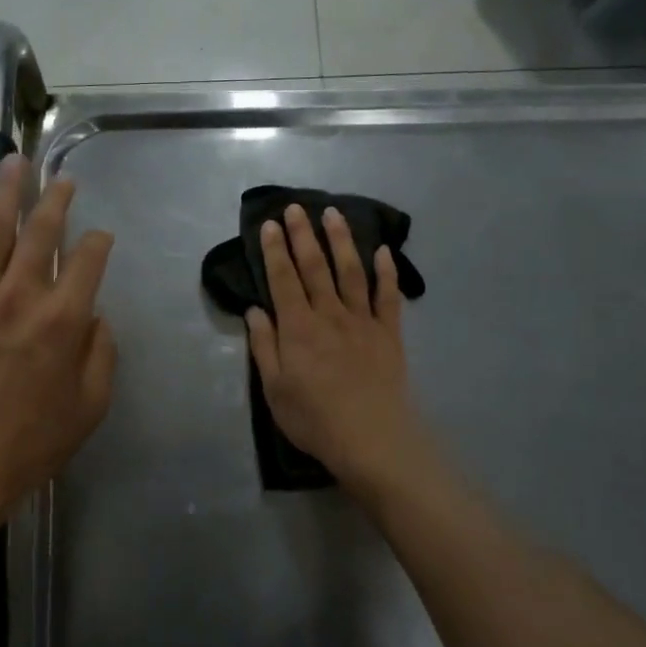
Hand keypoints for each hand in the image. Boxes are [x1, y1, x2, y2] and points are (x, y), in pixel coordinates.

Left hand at [0, 155, 116, 521]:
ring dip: (5, 192)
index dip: (99, 242)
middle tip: (62, 177)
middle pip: (40, 232)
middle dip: (55, 199)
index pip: (88, 261)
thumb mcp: (91, 406)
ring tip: (12, 162)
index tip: (102, 236)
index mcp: (64, 320)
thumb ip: (101, 354)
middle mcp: (22, 296)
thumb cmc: (32, 441)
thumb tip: (95, 317)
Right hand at [245, 204, 427, 494]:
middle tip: (295, 207)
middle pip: (315, 267)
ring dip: (341, 240)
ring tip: (333, 213)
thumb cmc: (315, 418)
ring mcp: (363, 321)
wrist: (371, 439)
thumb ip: (264, 347)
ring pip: (351, 271)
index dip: (274, 250)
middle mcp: (330, 314)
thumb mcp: (274, 389)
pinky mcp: (389, 334)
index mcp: (298, 328)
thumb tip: (255, 311)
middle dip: (303, 235)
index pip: (283, 279)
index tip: (269, 224)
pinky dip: (386, 272)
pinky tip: (384, 251)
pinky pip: (388, 296)